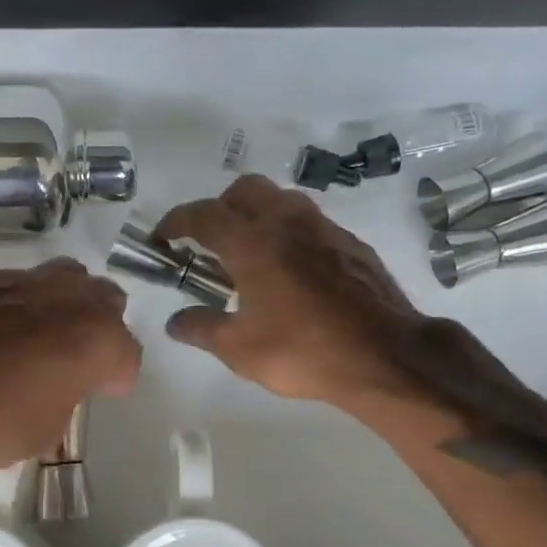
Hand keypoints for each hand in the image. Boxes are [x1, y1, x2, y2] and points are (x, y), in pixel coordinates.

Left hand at [0, 258, 142, 475]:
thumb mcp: (46, 430)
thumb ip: (65, 396)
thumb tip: (55, 385)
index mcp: (98, 339)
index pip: (127, 353)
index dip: (117, 376)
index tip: (104, 390)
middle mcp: (69, 298)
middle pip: (105, 299)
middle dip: (100, 325)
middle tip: (79, 354)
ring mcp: (22, 280)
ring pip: (63, 276)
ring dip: (62, 301)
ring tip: (42, 330)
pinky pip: (14, 281)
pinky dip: (15, 300)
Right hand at [153, 175, 424, 409]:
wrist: (385, 356)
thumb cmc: (303, 351)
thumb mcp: (239, 349)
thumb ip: (201, 329)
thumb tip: (174, 322)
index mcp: (252, 242)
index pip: (202, 215)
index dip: (175, 222)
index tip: (162, 237)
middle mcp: (286, 222)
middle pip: (244, 190)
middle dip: (218, 207)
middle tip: (209, 241)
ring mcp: (323, 228)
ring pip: (281, 199)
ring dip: (257, 214)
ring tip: (249, 253)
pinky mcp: (350, 243)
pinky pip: (309, 221)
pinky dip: (289, 231)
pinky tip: (291, 269)